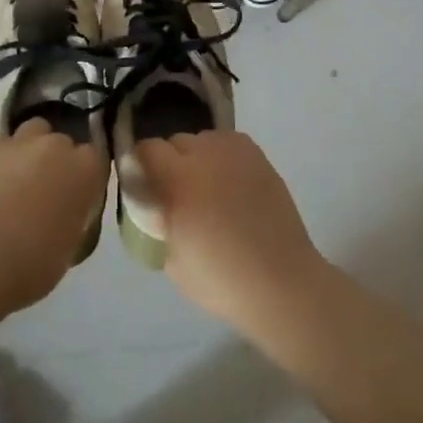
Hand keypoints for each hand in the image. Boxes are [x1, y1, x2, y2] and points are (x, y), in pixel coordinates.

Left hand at [0, 118, 106, 311]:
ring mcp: (18, 141)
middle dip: (56, 160)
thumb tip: (66, 211)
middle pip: (62, 142)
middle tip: (43, 189)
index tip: (75, 194)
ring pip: (31, 131)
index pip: (95, 158)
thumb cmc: (33, 265)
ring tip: (13, 178)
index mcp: (85, 170)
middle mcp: (56, 145)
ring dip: (27, 149)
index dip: (84, 175)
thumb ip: (75, 216)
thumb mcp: (70, 246)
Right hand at [133, 130, 326, 330]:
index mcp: (179, 179)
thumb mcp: (171, 259)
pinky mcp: (258, 157)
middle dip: (169, 163)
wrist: (281, 282)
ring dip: (196, 158)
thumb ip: (155, 222)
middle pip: (175, 141)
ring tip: (206, 188)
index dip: (140, 165)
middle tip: (175, 194)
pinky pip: (227, 144)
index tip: (142, 186)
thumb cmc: (222, 280)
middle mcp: (206, 155)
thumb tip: (153, 206)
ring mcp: (236, 152)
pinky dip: (221, 157)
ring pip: (202, 140)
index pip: (147, 149)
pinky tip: (228, 183)